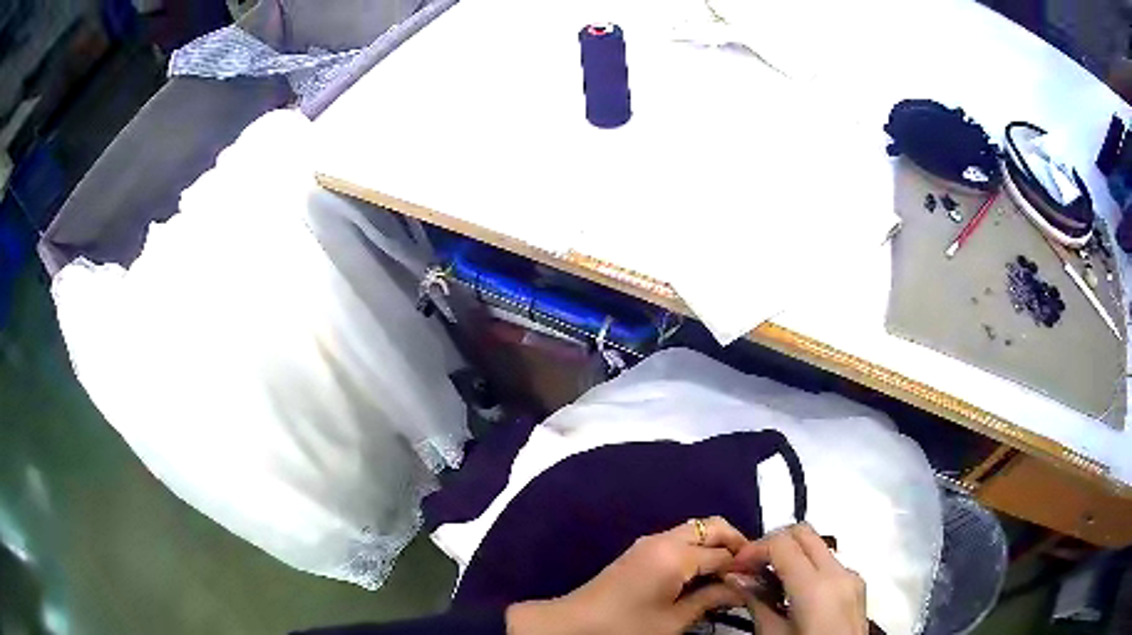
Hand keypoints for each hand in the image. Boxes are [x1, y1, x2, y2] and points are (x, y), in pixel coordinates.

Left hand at [507, 517, 747, 634]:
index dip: (744, 565)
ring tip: (729, 574)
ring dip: (717, 544)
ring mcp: (650, 542)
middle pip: (713, 526)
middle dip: (735, 542)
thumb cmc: (626, 627)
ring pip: (697, 530)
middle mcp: (665, 539)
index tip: (759, 579)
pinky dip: (698, 548)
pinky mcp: (641, 550)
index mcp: (676, 555)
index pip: (724, 552)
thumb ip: (711, 599)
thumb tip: (742, 588)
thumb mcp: (673, 620)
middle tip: (747, 570)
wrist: (574, 624)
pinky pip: (680, 538)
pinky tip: (704, 573)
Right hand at [726, 523, 866, 634]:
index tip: (736, 566)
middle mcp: (838, 572)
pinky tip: (792, 592)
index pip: (782, 543)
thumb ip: (756, 602)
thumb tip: (736, 577)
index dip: (754, 549)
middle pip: (804, 532)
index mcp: (815, 587)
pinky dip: (807, 567)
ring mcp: (852, 576)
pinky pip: (829, 563)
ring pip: (817, 545)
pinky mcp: (857, 585)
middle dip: (773, 543)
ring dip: (791, 554)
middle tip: (751, 566)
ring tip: (768, 580)